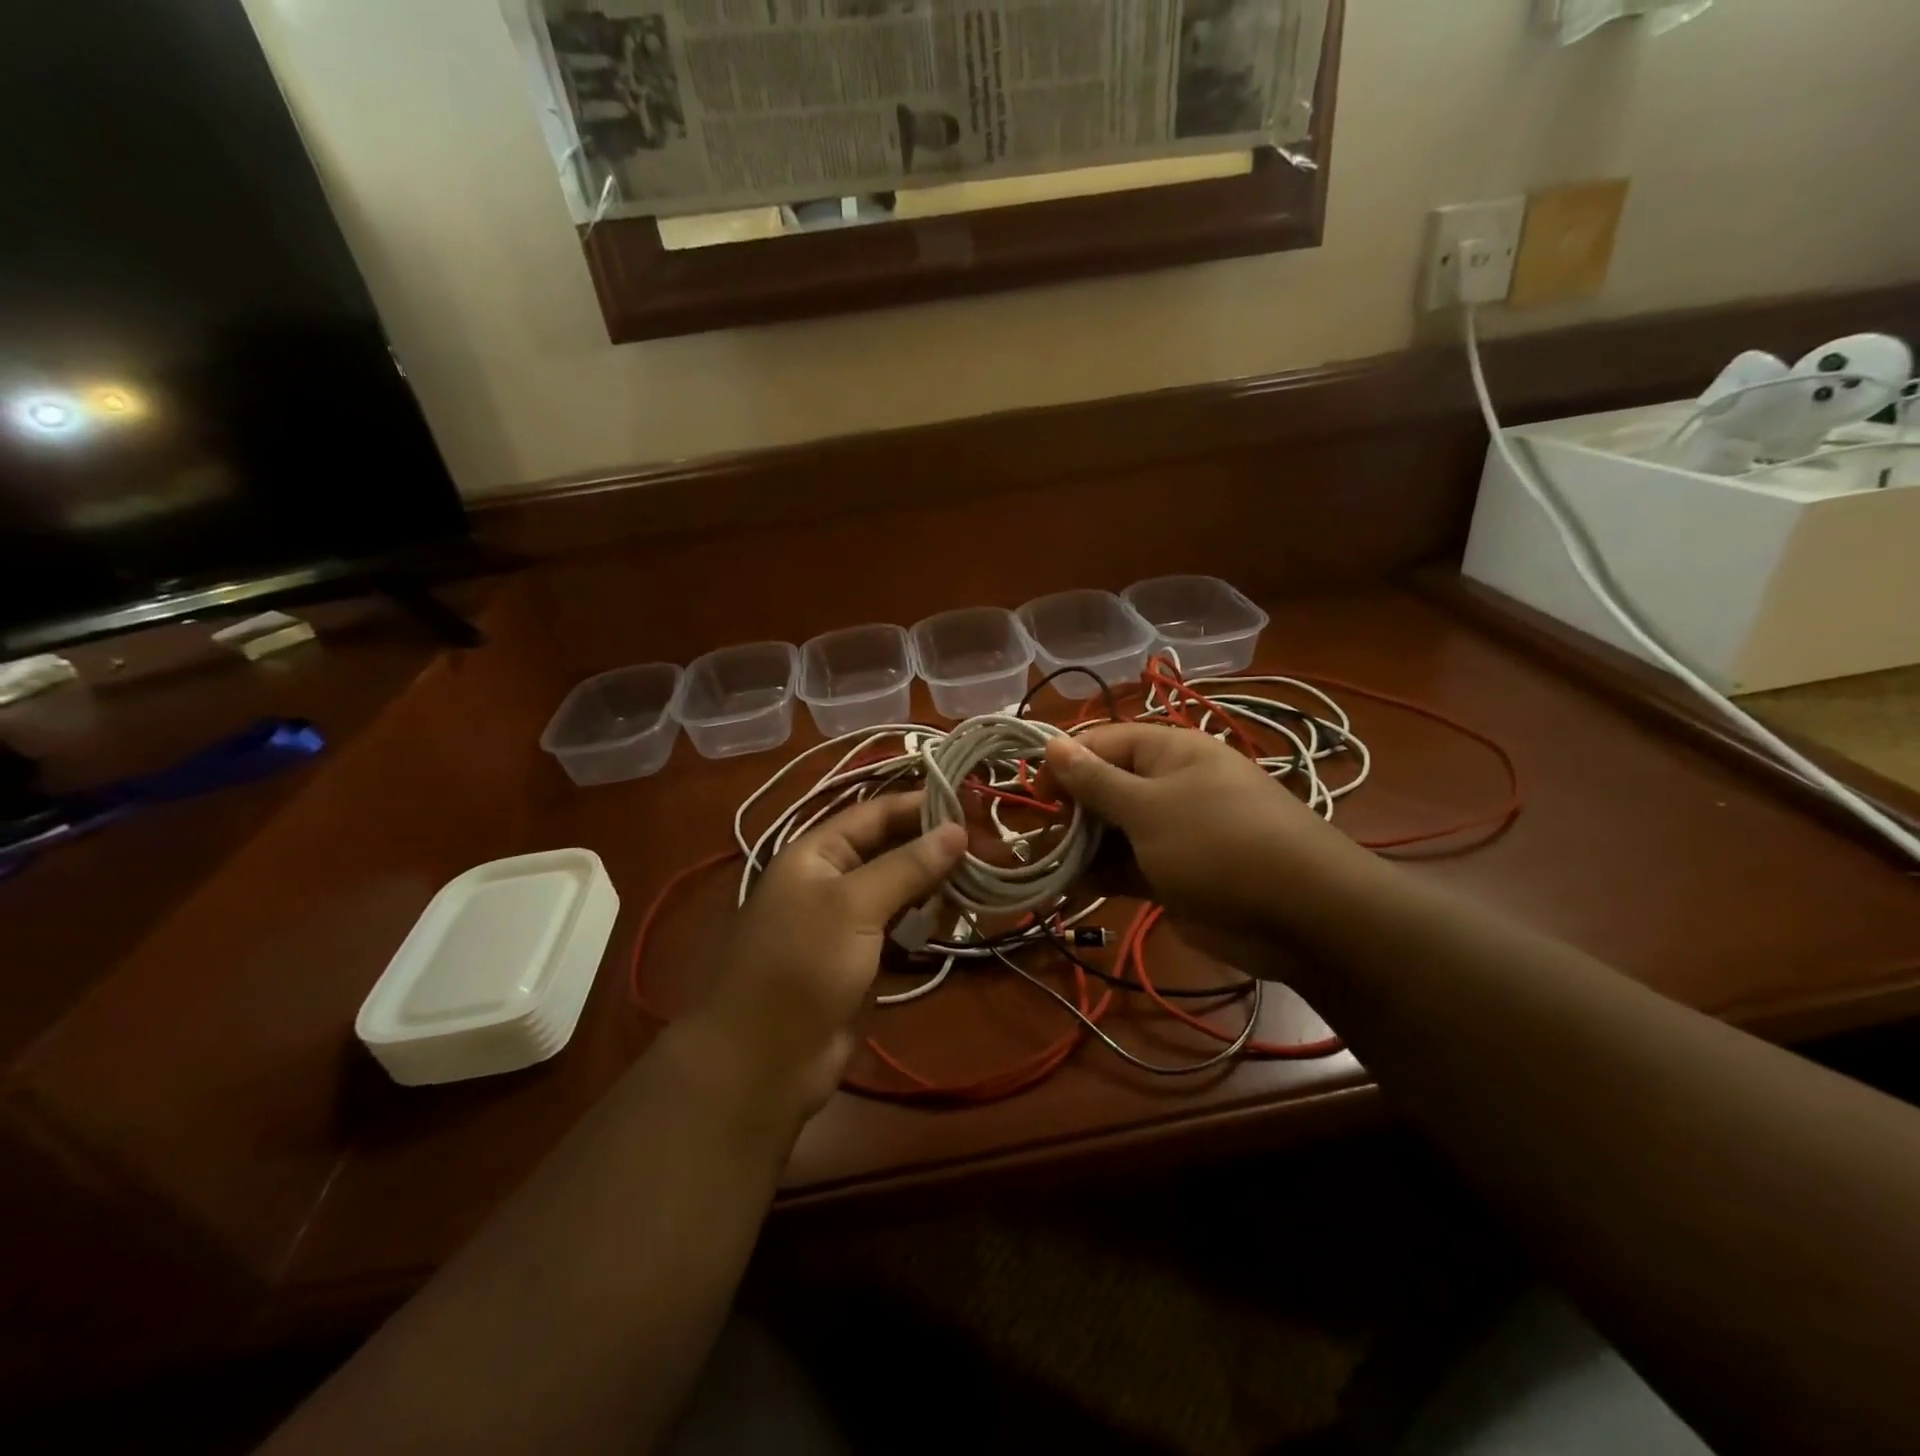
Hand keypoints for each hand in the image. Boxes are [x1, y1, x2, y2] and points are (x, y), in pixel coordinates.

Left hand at [676, 793, 965, 1134]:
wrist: (763, 1060)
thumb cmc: (802, 966)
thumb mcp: (854, 906)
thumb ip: (907, 866)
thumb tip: (957, 829)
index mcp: (816, 853)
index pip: (876, 813)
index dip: (921, 806)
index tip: (972, 805)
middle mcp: (831, 878)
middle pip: (890, 849)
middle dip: (934, 847)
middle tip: (988, 847)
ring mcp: (846, 919)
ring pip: (899, 888)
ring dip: (935, 884)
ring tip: (980, 880)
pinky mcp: (861, 956)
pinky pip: (899, 925)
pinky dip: (924, 920)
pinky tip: (956, 917)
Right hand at [1044, 724, 1383, 943]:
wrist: (1301, 915)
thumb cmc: (1217, 844)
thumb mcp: (1148, 808)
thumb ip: (1095, 780)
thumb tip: (1052, 744)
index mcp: (1168, 752)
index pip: (1101, 743)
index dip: (1064, 764)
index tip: (1034, 795)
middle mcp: (1169, 785)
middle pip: (1104, 788)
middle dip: (1070, 812)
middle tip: (1037, 840)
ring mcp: (1173, 832)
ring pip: (1113, 831)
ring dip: (1081, 848)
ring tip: (1045, 869)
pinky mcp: (1176, 873)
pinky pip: (1129, 866)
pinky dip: (1102, 875)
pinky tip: (1071, 890)